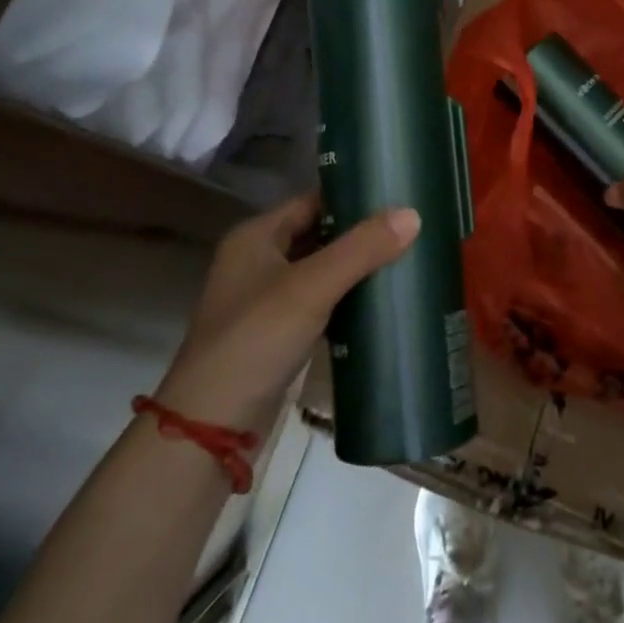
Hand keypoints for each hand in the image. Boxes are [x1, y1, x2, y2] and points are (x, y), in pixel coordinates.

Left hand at [157, 194, 419, 430]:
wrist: (211, 427)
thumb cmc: (255, 340)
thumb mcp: (311, 288)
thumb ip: (361, 249)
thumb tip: (413, 213)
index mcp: (256, 237)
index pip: (312, 200)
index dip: (352, 196)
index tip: (398, 195)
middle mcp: (258, 260)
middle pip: (318, 233)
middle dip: (360, 232)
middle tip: (411, 227)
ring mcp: (267, 299)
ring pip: (321, 269)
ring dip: (356, 266)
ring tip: (406, 257)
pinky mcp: (278, 333)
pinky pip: (321, 302)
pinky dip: (347, 298)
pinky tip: (381, 300)